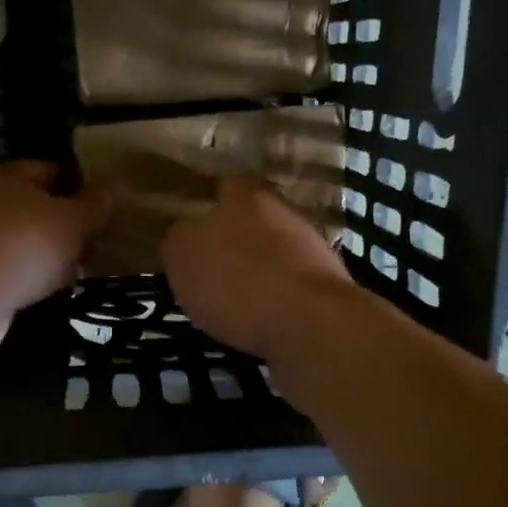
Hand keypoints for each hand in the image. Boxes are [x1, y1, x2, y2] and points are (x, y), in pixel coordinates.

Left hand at [0, 162, 110, 313]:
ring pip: (18, 239)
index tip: (104, 207)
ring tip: (74, 270)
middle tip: (93, 241)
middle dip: (62, 223)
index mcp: (5, 173)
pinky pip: (4, 268)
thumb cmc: (27, 243)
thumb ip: (96, 204)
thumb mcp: (75, 220)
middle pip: (32, 206)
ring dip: (44, 253)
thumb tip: (113, 189)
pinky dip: (25, 276)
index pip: (51, 170)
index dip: (81, 186)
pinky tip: (46, 290)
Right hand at [162, 176, 355, 358]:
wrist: (310, 321)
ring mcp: (312, 247)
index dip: (211, 204)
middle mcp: (283, 211)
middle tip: (213, 266)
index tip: (196, 227)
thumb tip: (185, 234)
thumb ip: (179, 239)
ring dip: (260, 269)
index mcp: (246, 196)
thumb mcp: (182, 257)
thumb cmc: (236, 281)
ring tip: (235, 300)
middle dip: (237, 239)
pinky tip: (261, 318)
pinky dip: (278, 296)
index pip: (227, 186)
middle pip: (254, 218)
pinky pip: (293, 283)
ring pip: (276, 250)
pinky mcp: (328, 283)